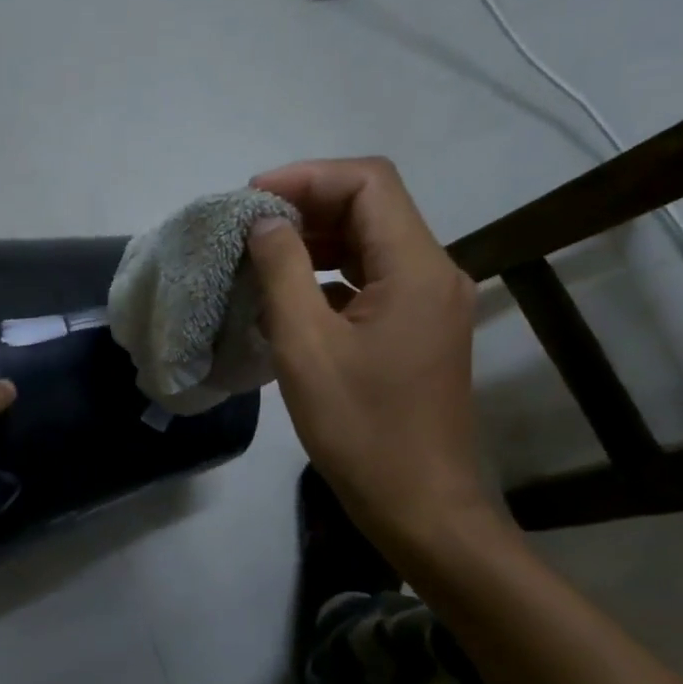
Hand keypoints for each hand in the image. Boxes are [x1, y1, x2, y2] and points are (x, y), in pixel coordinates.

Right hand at [248, 157, 494, 555]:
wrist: (421, 506)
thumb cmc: (361, 430)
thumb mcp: (306, 347)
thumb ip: (282, 271)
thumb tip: (263, 221)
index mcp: (416, 268)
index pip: (368, 183)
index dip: (308, 176)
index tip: (252, 198)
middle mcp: (434, 273)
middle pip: (372, 208)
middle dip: (308, 205)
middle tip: (248, 226)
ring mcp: (430, 303)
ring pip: (371, 244)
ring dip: (316, 240)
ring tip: (260, 255)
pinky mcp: (418, 331)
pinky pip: (372, 281)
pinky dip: (329, 275)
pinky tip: (288, 297)